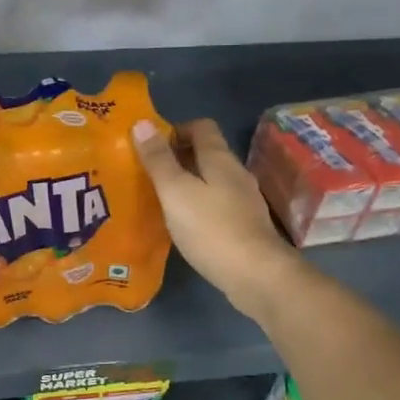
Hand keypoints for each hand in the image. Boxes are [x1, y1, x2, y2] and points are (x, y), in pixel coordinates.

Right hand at [132, 117, 303, 320]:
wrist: (258, 276)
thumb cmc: (212, 229)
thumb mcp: (176, 191)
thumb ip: (158, 160)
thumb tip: (142, 123)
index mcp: (220, 159)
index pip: (201, 127)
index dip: (175, 130)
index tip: (150, 146)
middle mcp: (236, 174)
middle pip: (206, 153)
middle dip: (177, 158)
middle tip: (147, 173)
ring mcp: (244, 201)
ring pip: (211, 180)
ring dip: (187, 184)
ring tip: (160, 199)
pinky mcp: (246, 226)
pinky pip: (217, 205)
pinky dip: (198, 206)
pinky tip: (183, 224)